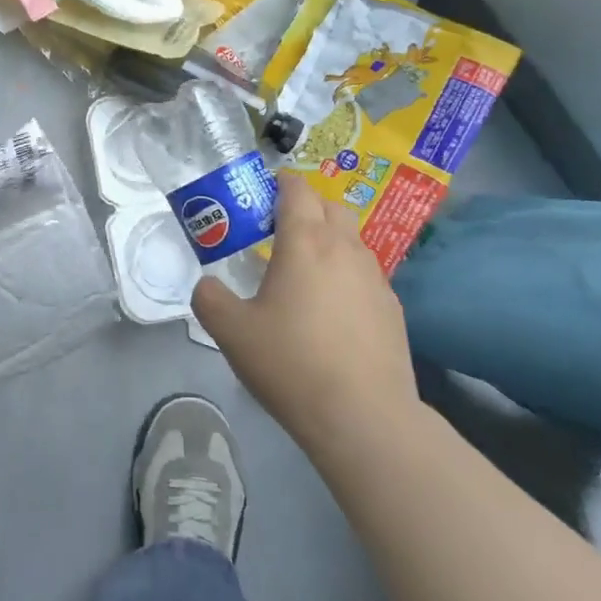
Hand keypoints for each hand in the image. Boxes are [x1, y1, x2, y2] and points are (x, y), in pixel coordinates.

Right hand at [192, 174, 417, 453]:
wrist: (364, 416)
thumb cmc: (291, 363)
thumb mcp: (231, 332)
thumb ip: (210, 299)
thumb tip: (208, 286)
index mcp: (305, 241)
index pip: (297, 189)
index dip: (279, 183)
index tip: (261, 194)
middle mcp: (344, 248)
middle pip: (330, 206)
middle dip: (305, 207)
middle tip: (277, 232)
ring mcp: (375, 277)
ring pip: (351, 239)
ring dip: (328, 241)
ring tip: (304, 273)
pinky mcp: (392, 308)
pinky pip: (365, 274)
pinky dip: (346, 275)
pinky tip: (332, 311)